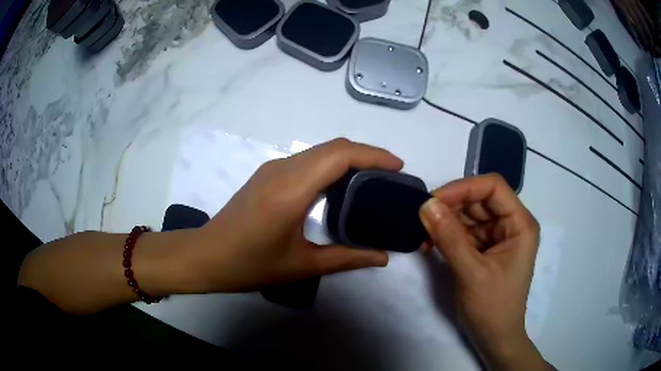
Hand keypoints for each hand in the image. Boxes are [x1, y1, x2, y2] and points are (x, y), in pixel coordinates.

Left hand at [182, 138, 401, 292]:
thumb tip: (383, 257)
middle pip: (332, 147)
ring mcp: (272, 168)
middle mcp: (282, 169)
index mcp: (291, 189)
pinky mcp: (267, 174)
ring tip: (372, 179)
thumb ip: (347, 259)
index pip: (339, 155)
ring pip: (319, 151)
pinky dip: (331, 165)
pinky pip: (307, 159)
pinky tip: (340, 185)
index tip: (398, 167)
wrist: (206, 256)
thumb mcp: (302, 265)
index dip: (373, 154)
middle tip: (390, 176)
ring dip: (349, 158)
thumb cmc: (250, 264)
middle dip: (366, 154)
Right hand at [419, 174, 548, 370]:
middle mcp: (511, 224)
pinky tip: (430, 244)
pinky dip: (447, 235)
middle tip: (422, 219)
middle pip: (479, 199)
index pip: (493, 187)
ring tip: (423, 235)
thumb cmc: (492, 307)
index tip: (434, 200)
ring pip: (469, 214)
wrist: (494, 337)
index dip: (464, 188)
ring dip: (446, 221)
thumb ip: (450, 238)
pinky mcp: (485, 248)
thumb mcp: (471, 273)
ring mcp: (498, 236)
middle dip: (451, 206)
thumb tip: (426, 204)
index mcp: (520, 224)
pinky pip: (465, 231)